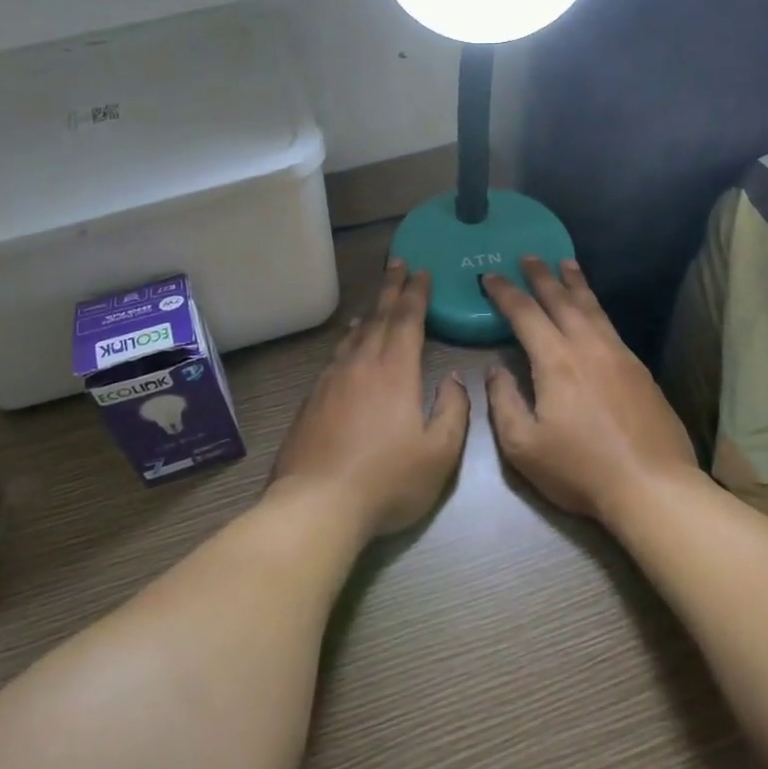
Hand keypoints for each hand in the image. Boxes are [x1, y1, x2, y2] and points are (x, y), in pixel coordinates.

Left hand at [271, 260, 471, 536]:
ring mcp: (332, 381)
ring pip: (354, 336)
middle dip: (391, 289)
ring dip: (369, 313)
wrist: (317, 504)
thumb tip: (455, 379)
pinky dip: (347, 341)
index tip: (421, 272)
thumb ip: (453, 411)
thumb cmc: (387, 480)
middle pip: (378, 318)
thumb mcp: (439, 453)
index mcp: (395, 371)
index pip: (407, 320)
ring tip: (376, 302)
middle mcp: (361, 365)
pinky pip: (335, 356)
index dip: (416, 294)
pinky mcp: (312, 400)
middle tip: (398, 264)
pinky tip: (347, 345)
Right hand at [482, 258, 699, 521]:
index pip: (525, 314)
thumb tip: (496, 370)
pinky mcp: (640, 371)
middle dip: (541, 276)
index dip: (505, 292)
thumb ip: (504, 402)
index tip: (491, 275)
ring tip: (566, 264)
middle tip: (529, 255)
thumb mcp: (523, 445)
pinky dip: (596, 308)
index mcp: (556, 361)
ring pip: (593, 308)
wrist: (652, 486)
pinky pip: (611, 326)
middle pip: (562, 300)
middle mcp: (588, 347)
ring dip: (575, 284)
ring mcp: (620, 355)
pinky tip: (594, 312)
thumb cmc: (580, 469)